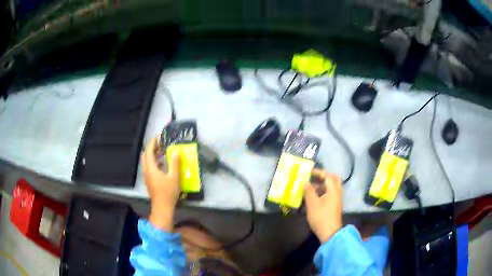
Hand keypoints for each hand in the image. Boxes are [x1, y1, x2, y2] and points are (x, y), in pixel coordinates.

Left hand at [142, 137, 180, 230]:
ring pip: (147, 162)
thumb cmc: (168, 192)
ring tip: (162, 151)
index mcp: (151, 168)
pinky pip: (149, 167)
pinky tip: (162, 163)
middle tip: (160, 144)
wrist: (162, 207)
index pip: (149, 151)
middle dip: (152, 148)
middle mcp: (146, 171)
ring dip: (152, 155)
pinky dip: (153, 161)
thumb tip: (176, 151)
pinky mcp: (149, 181)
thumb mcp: (174, 177)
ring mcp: (147, 176)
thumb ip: (175, 163)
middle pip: (145, 156)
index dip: (153, 143)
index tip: (158, 136)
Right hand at [304, 169, 342, 242]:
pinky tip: (315, 197)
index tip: (309, 172)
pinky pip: (331, 193)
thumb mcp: (312, 204)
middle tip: (314, 178)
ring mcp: (338, 199)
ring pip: (333, 187)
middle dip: (324, 177)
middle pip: (334, 179)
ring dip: (324, 185)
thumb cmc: (321, 217)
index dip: (319, 172)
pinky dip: (325, 191)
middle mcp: (338, 192)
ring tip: (312, 188)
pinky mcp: (335, 205)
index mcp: (333, 190)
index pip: (328, 176)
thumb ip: (309, 191)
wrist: (330, 232)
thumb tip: (306, 182)